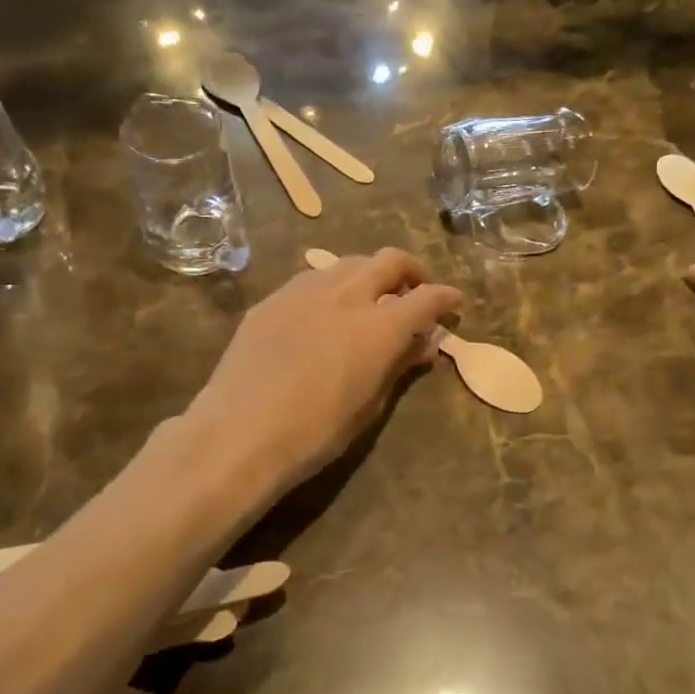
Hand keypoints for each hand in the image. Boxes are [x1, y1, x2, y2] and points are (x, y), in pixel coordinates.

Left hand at [186, 248, 462, 498]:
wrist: (240, 433)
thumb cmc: (315, 432)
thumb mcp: (370, 405)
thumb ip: (400, 366)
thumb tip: (425, 343)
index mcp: (380, 326)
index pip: (427, 298)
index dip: (446, 297)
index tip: (454, 302)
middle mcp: (348, 295)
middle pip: (389, 261)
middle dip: (411, 270)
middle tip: (415, 290)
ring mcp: (306, 290)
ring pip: (349, 263)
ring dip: (369, 273)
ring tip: (370, 296)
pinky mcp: (273, 298)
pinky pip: (313, 278)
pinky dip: (333, 285)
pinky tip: (326, 310)